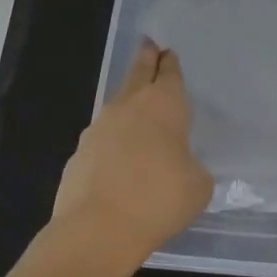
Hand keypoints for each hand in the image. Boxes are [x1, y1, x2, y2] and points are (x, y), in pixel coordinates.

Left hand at [53, 41, 212, 266]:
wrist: (96, 230)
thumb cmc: (159, 199)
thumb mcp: (198, 186)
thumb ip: (193, 167)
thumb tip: (181, 168)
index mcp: (164, 104)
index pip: (169, 73)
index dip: (170, 63)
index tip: (168, 53)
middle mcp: (129, 106)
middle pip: (138, 73)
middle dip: (145, 59)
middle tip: (148, 46)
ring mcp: (98, 129)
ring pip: (118, 106)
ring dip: (128, 103)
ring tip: (138, 111)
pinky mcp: (78, 155)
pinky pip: (101, 140)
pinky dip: (112, 143)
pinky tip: (119, 162)